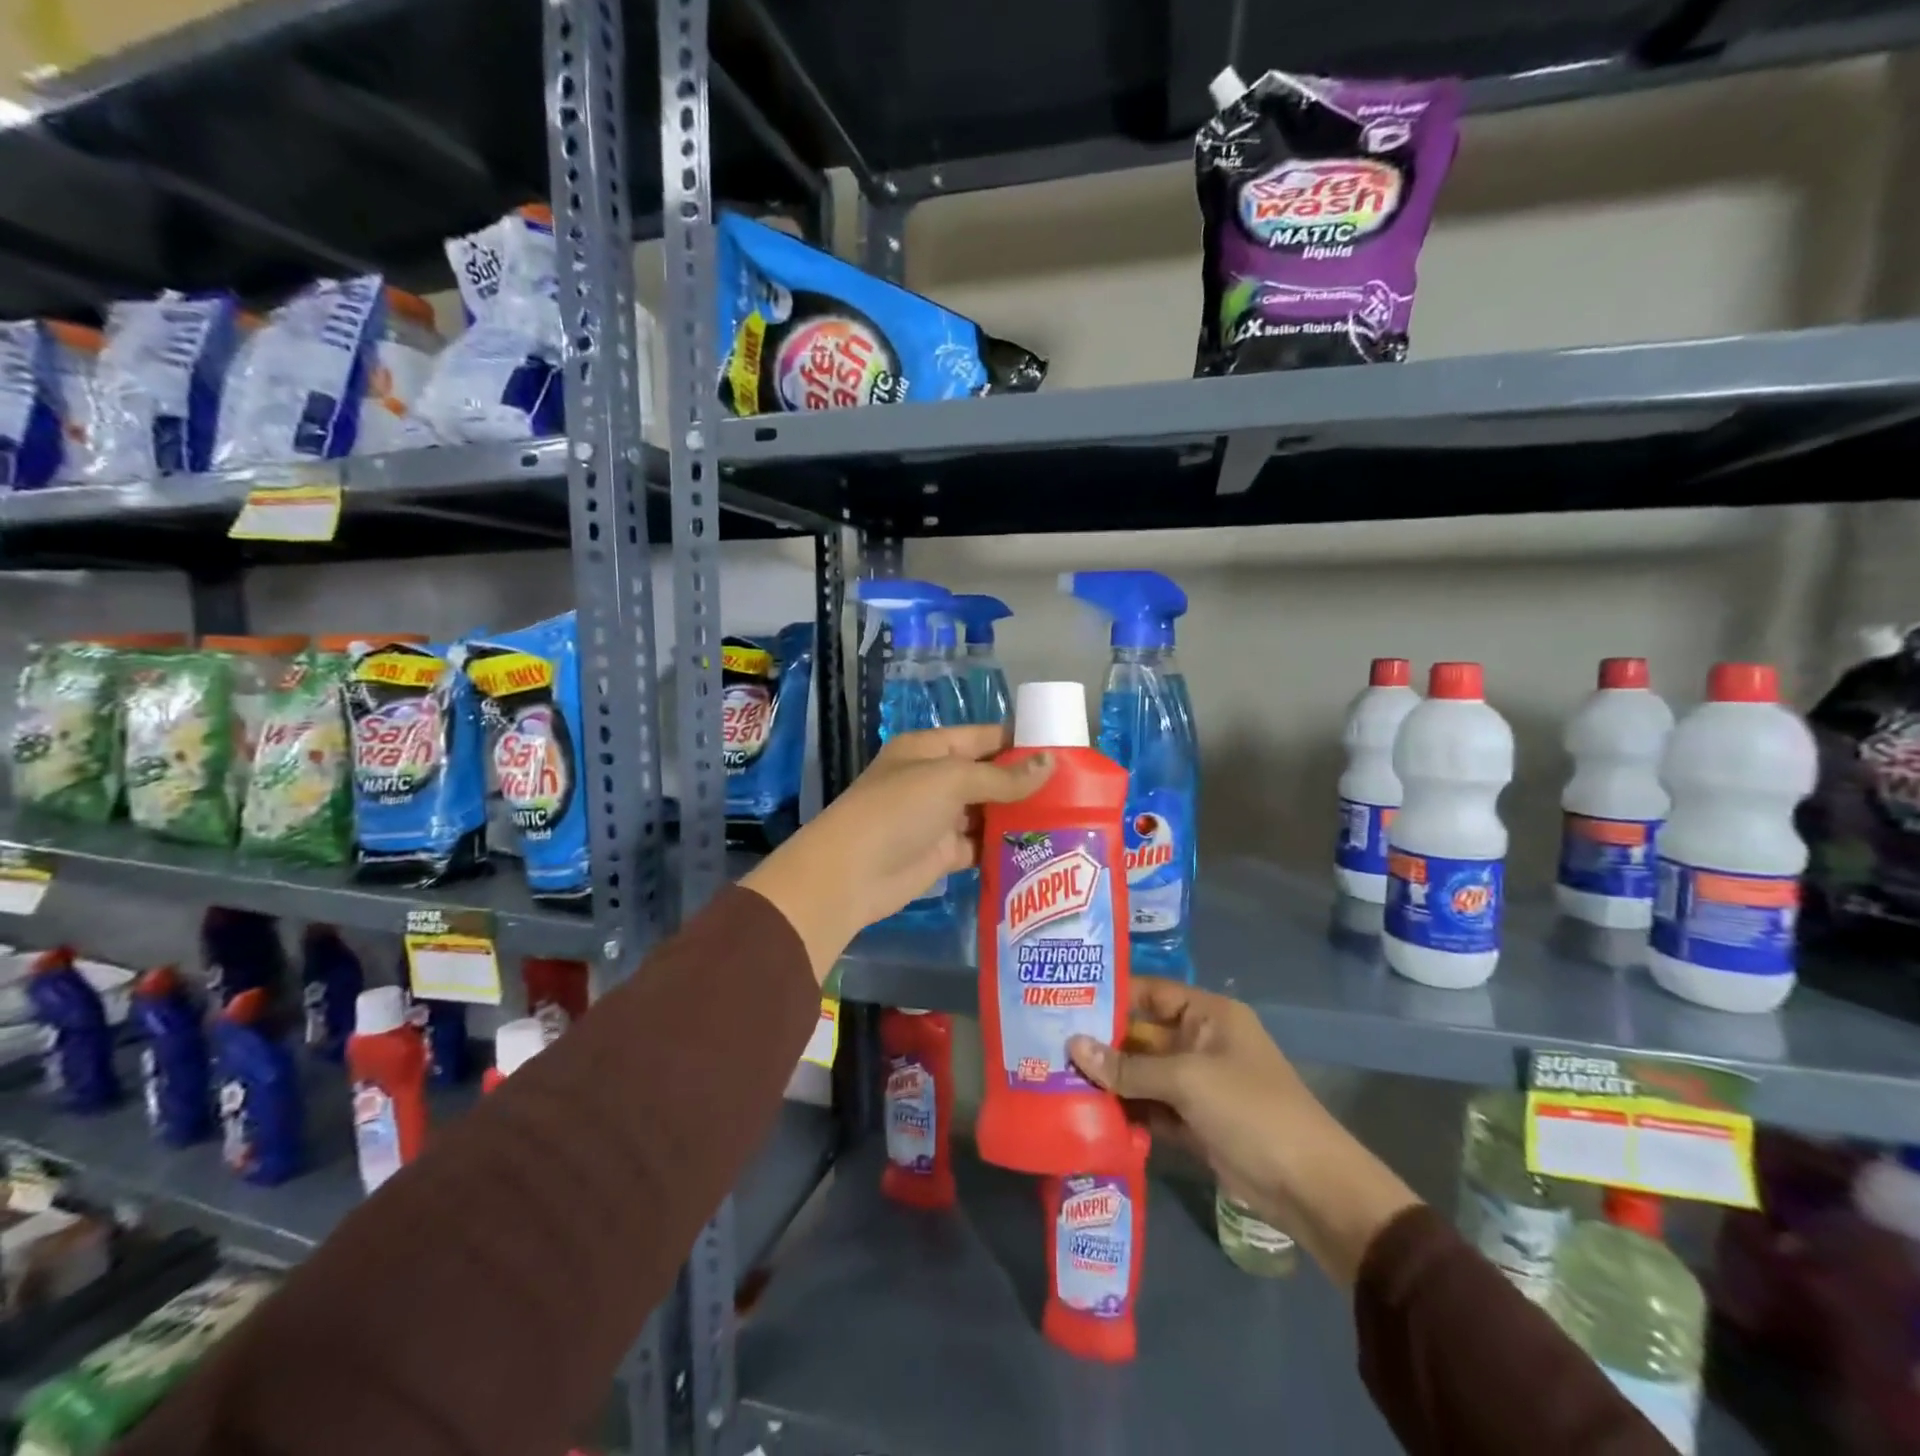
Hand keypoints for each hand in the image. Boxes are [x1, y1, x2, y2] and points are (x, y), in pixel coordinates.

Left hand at [741, 725, 1053, 980]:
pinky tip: (1040, 849)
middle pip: (989, 776)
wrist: (852, 873)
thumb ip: (1002, 777)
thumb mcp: (951, 781)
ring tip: (1069, 819)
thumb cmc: (898, 810)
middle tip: (1077, 791)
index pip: (984, 737)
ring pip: (987, 812)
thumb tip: (1051, 764)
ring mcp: (939, 818)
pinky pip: (980, 845)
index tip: (1065, 751)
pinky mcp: (943, 854)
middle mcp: (935, 780)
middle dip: (1026, 782)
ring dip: (1019, 816)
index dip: (1021, 742)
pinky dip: (1004, 847)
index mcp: (931, 749)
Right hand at [1068, 978, 1420, 1286]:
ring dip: (1110, 1081)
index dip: (1111, 995)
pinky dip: (1126, 1112)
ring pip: (1143, 1074)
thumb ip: (1128, 1066)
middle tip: (1049, 1046)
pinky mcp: (1194, 1123)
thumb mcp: (1187, 1080)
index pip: (1150, 992)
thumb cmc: (1251, 1110)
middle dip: (1102, 1043)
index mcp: (1207, 1015)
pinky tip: (1088, 1115)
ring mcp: (1197, 1085)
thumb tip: (1073, 1046)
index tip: (1065, 1001)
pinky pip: (1151, 1108)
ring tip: (1057, 1080)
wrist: (1310, 1187)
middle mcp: (1200, 1042)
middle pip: (1142, 1035)